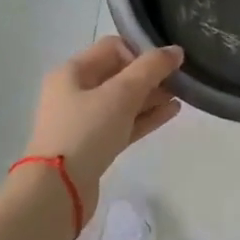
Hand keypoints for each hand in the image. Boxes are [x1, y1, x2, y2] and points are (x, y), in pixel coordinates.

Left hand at [24, 37, 182, 213]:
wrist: (57, 191)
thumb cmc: (86, 131)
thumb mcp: (121, 94)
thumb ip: (151, 69)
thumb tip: (175, 50)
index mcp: (72, 71)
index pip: (112, 47)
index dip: (140, 52)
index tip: (162, 68)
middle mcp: (74, 91)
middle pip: (118, 74)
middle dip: (149, 76)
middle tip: (178, 81)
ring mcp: (82, 121)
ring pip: (123, 101)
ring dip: (151, 97)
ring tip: (181, 96)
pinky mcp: (93, 146)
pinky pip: (123, 123)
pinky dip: (145, 117)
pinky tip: (171, 112)